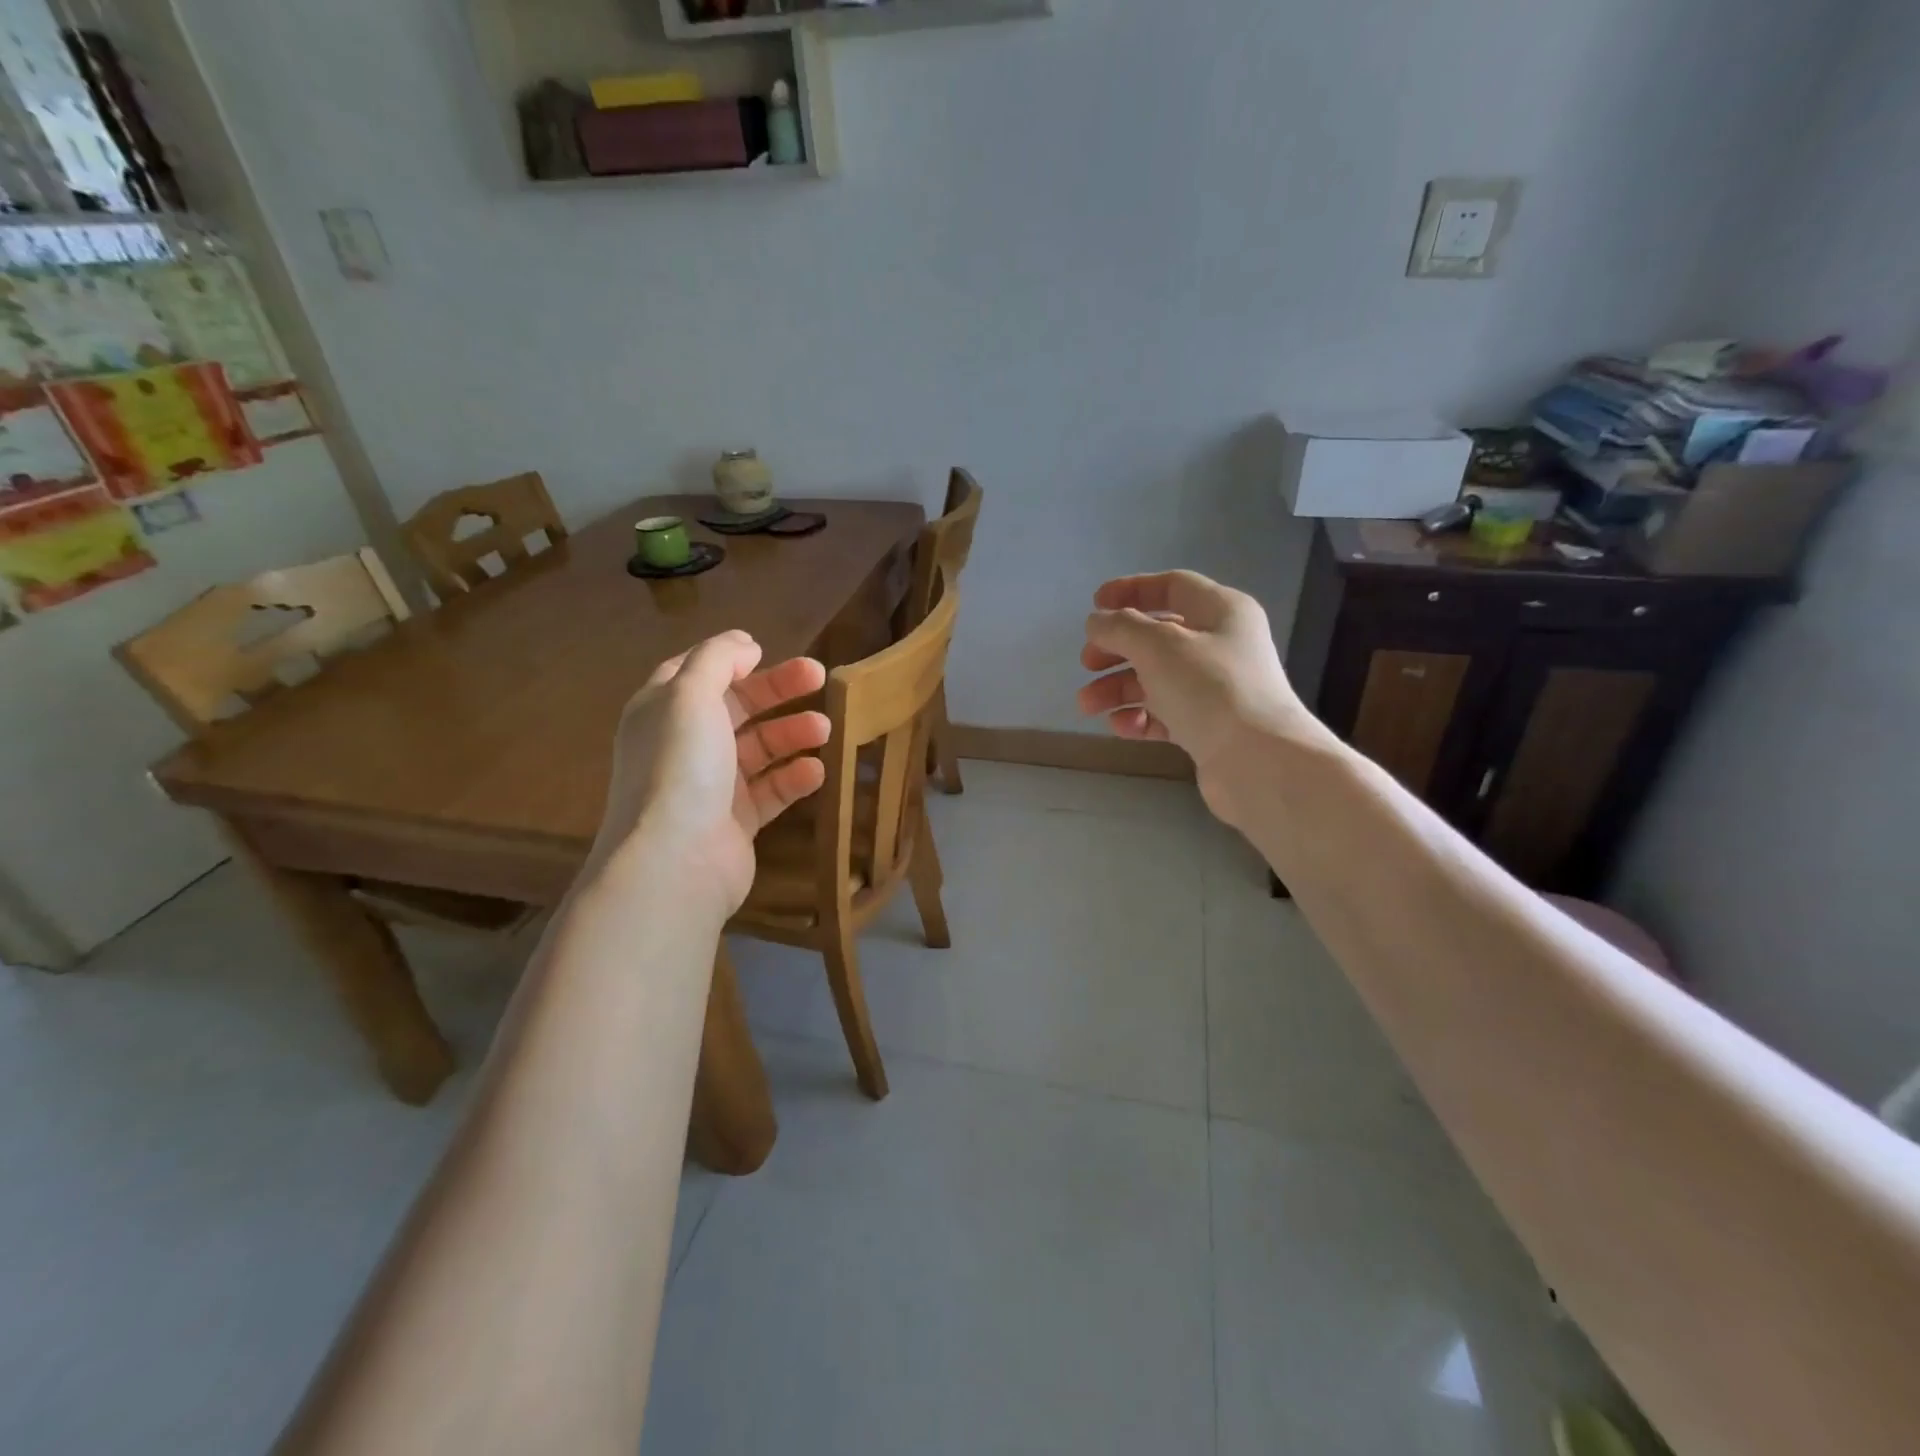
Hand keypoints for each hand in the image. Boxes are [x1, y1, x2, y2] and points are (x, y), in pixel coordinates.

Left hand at [593, 630, 829, 917]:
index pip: (695, 673)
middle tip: (820, 677)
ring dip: (791, 733)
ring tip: (825, 728)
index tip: (767, 650)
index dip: (730, 660)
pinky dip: (793, 778)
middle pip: (736, 707)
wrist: (677, 861)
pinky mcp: (735, 821)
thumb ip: (717, 660)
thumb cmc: (681, 767)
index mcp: (662, 711)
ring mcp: (710, 786)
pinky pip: (770, 791)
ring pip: (758, 749)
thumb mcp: (691, 695)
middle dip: (777, 690)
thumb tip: (744, 643)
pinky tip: (817, 771)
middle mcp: (683, 746)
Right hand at [1078, 571, 1320, 814]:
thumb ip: (1120, 627)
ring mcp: (1215, 688)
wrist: (1258, 762)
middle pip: (1157, 636)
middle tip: (1087, 663)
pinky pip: (1165, 713)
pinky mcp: (1208, 726)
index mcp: (1221, 611)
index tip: (1094, 605)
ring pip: (1155, 678)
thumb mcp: (1158, 646)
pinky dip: (1139, 717)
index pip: (1172, 586)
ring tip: (1087, 705)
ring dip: (1117, 688)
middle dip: (1116, 649)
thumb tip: (1097, 622)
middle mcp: (1221, 645)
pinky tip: (1121, 727)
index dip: (1131, 590)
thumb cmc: (1210, 689)